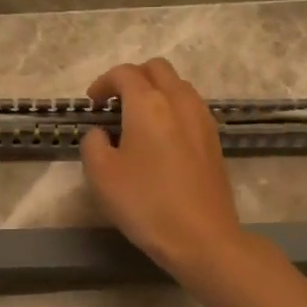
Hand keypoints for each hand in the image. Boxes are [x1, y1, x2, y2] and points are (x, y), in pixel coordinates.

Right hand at [80, 59, 244, 274]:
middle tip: (114, 104)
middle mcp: (179, 100)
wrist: (202, 237)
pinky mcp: (214, 139)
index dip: (102, 83)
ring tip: (138, 119)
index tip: (92, 104)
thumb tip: (102, 133)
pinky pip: (190, 106)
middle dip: (132, 78)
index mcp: (148, 103)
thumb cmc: (146, 203)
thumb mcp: (101, 175)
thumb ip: (93, 143)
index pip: (124, 73)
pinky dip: (172, 108)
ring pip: (177, 85)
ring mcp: (202, 118)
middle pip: (156, 69)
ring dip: (155, 91)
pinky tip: (162, 137)